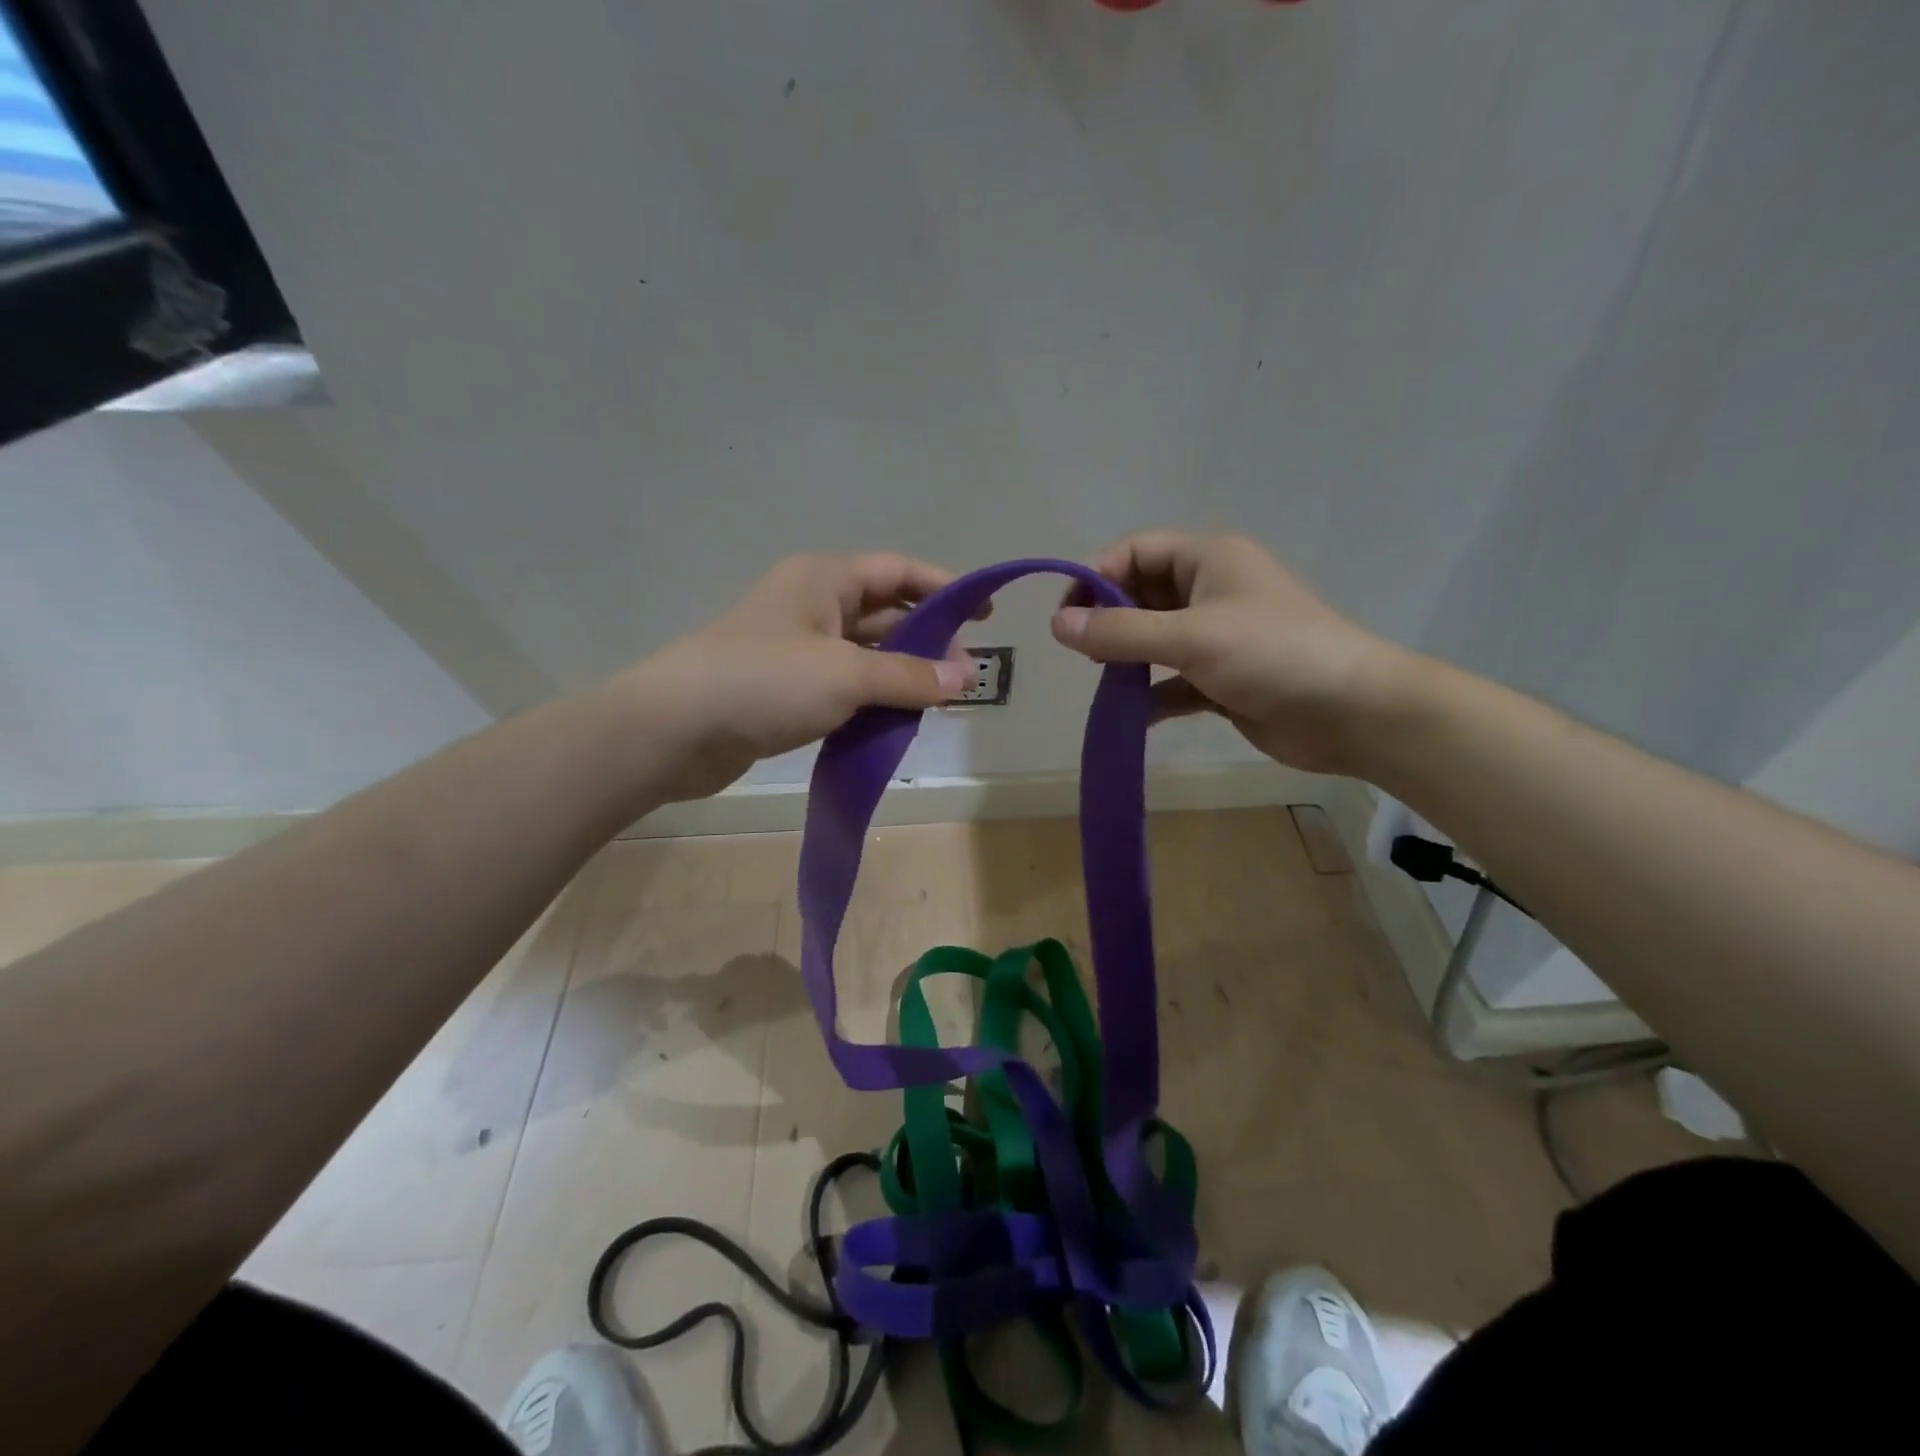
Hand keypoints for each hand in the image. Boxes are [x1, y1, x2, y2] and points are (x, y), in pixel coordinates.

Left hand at [617, 553, 981, 801]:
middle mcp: (812, 605)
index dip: (945, 588)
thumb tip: (966, 678)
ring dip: (901, 673)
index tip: (984, 614)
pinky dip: (873, 698)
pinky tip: (896, 720)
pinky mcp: (786, 688)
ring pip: (865, 653)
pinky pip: (844, 685)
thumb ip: (909, 675)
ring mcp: (797, 648)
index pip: (898, 572)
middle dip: (928, 640)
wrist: (672, 730)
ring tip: (939, 702)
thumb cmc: (763, 682)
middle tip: (964, 676)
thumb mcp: (845, 674)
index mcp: (824, 579)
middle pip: (885, 613)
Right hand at [1050, 532, 1408, 774]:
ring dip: (1127, 659)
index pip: (1136, 551)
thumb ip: (1121, 632)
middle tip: (1083, 652)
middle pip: (1142, 594)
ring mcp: (1219, 637)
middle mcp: (1211, 591)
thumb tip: (1057, 625)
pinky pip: (1173, 680)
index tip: (1067, 616)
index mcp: (1209, 559)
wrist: (1353, 713)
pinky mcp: (1224, 679)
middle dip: (1109, 620)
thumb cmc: (1273, 655)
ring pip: (1155, 640)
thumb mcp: (1190, 637)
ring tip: (1104, 681)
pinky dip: (1152, 695)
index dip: (1096, 575)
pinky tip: (1133, 716)